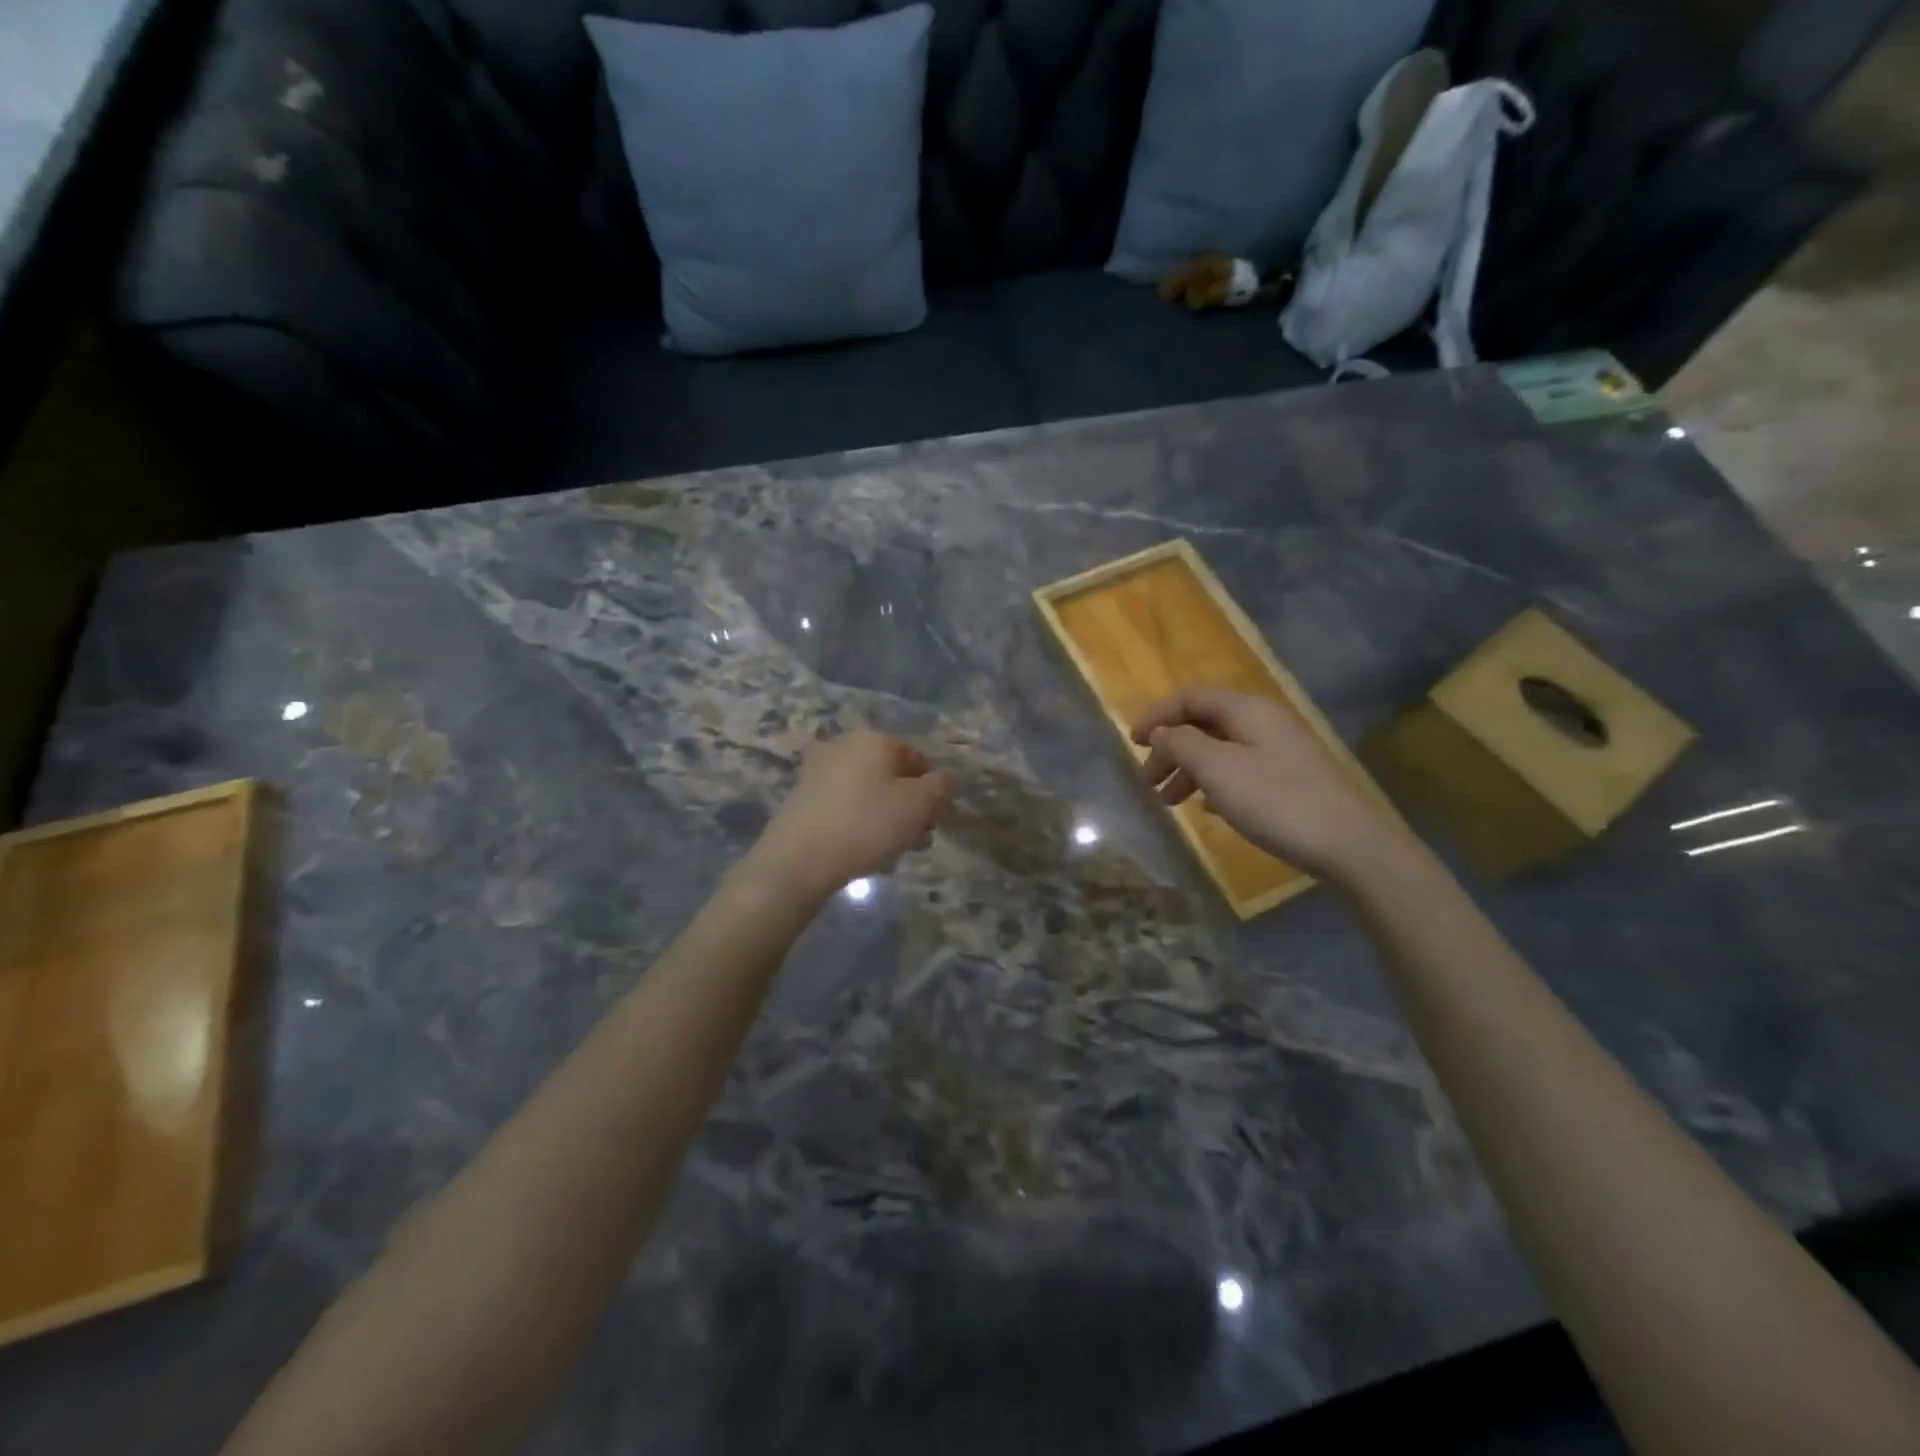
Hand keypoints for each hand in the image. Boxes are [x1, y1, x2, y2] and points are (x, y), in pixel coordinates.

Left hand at [750, 727, 953, 900]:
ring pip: (869, 793)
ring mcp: (819, 771)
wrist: (798, 859)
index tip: (939, 820)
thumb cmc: (867, 824)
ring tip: (897, 851)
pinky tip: (867, 852)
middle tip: (920, 838)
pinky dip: (861, 824)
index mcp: (874, 739)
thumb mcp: (919, 805)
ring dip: (889, 818)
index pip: (917, 758)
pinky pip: (846, 807)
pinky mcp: (804, 799)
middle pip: (892, 776)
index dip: (934, 789)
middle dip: (911, 807)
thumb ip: (941, 787)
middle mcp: (844, 746)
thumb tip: (944, 782)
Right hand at [1131, 686, 1403, 880]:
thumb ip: (1181, 744)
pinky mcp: (1290, 777)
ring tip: (1169, 803)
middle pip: (1204, 723)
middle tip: (1147, 782)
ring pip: (1220, 749)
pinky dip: (1214, 783)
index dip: (1157, 716)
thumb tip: (1161, 732)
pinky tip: (1207, 808)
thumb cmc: (1275, 800)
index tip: (1131, 744)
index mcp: (1247, 710)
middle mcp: (1264, 721)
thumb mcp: (1217, 769)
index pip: (1190, 697)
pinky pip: (1239, 769)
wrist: (1349, 843)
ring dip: (1189, 770)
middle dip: (1170, 749)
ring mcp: (1280, 749)